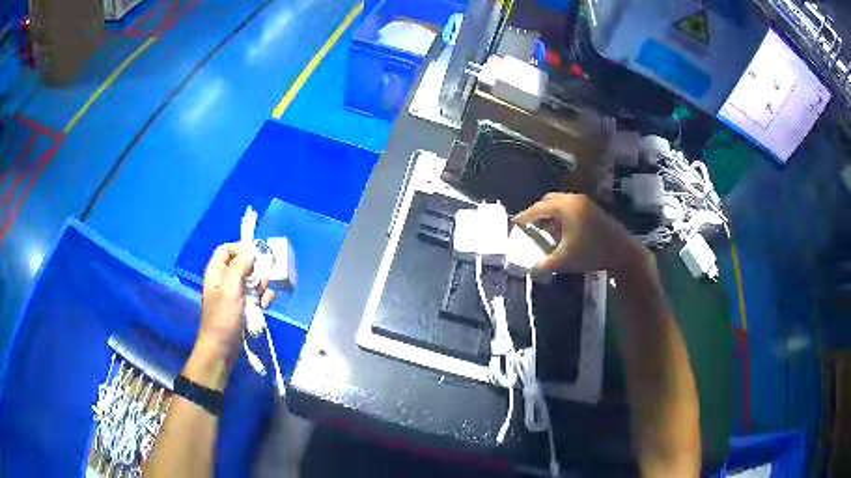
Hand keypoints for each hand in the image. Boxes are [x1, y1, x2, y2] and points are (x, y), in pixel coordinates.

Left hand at [197, 243, 273, 360]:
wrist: (222, 350)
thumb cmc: (223, 318)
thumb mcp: (231, 290)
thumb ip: (240, 267)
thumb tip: (250, 248)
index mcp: (216, 272)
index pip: (226, 249)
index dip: (240, 249)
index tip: (255, 256)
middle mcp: (224, 281)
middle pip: (243, 265)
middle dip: (255, 271)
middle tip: (260, 281)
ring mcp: (234, 295)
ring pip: (252, 281)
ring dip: (261, 287)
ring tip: (262, 299)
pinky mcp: (243, 308)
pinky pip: (256, 297)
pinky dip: (262, 299)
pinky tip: (265, 307)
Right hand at [513, 193, 648, 274]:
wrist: (622, 252)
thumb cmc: (591, 253)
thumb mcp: (564, 260)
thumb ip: (544, 264)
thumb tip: (531, 270)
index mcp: (564, 207)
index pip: (538, 208)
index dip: (525, 216)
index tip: (515, 221)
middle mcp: (574, 199)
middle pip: (549, 200)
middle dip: (538, 211)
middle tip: (530, 223)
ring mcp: (586, 202)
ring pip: (562, 202)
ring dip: (552, 212)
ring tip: (546, 227)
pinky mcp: (593, 208)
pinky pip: (571, 206)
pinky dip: (563, 214)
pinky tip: (563, 229)